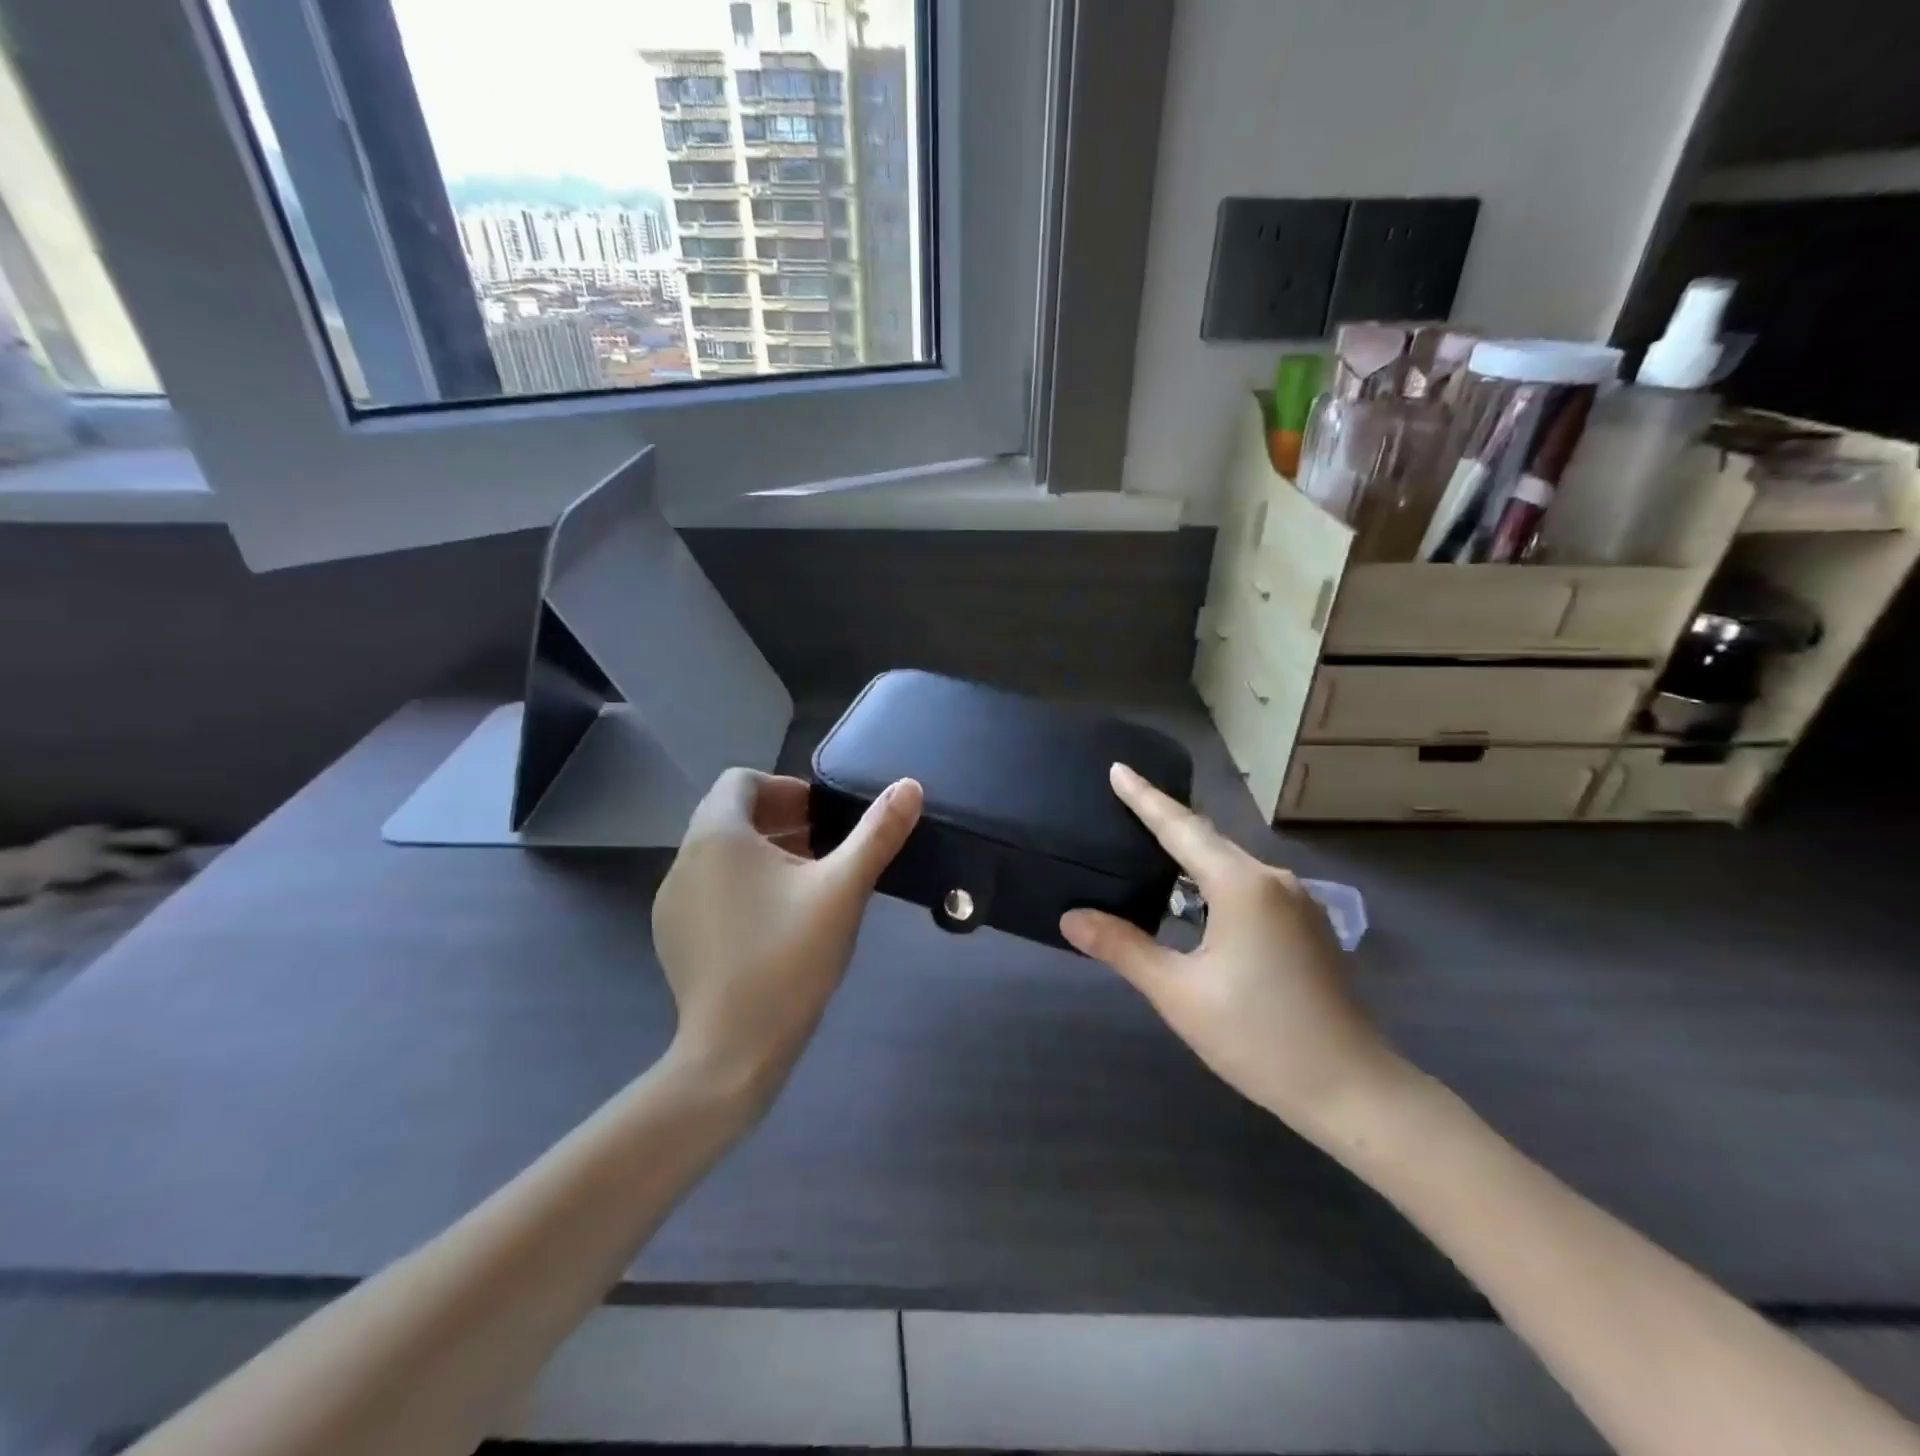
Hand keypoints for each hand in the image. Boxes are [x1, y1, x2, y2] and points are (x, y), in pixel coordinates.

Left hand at [655, 769, 922, 1106]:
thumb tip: (910, 785)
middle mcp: (684, 859)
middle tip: (823, 849)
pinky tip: (773, 923)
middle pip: (729, 816)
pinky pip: (707, 888)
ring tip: (804, 884)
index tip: (821, 818)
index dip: (784, 789)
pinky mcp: (671, 935)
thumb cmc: (789, 957)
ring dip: (761, 854)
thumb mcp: (843, 890)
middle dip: (778, 821)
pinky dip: (739, 885)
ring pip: (719, 854)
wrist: (733, 1049)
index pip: (741, 781)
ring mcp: (671, 900)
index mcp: (718, 835)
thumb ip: (877, 833)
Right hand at [1060, 763, 1404, 1134]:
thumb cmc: (1258, 1038)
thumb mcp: (1179, 993)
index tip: (1118, 768)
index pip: (1181, 828)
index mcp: (1242, 886)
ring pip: (1230, 864)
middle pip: (1207, 840)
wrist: (1351, 1090)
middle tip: (1122, 802)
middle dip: (1164, 821)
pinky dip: (1213, 880)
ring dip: (1189, 856)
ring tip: (1148, 848)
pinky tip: (1193, 898)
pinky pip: (1248, 885)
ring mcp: (1296, 901)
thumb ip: (1123, 947)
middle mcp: (1273, 880)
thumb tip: (1072, 917)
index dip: (1145, 798)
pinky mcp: (1305, 925)